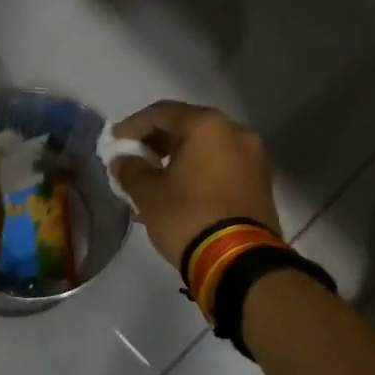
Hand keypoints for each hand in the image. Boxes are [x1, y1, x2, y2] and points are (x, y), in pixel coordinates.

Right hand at [109, 101, 280, 268]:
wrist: (240, 261)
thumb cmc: (188, 216)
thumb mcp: (148, 193)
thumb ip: (130, 169)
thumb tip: (123, 160)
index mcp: (207, 126)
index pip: (161, 113)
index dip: (133, 126)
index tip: (114, 142)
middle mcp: (235, 132)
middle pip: (187, 127)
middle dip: (157, 142)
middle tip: (134, 158)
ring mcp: (253, 158)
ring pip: (205, 148)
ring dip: (177, 159)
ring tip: (152, 179)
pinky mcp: (260, 183)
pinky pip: (220, 166)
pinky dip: (197, 172)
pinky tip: (178, 192)